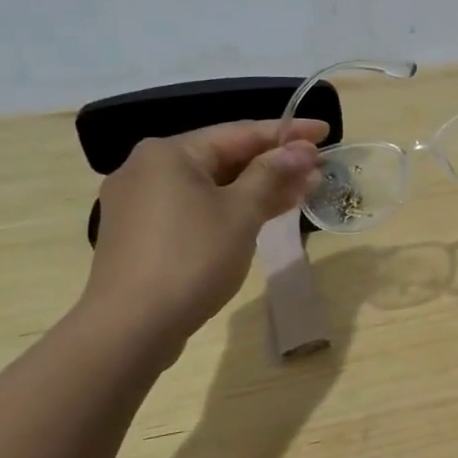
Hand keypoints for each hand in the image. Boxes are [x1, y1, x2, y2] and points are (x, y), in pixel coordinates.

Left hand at [80, 120, 325, 352]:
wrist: (131, 327)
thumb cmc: (192, 258)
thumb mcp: (241, 212)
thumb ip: (272, 174)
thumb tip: (301, 150)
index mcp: (169, 153)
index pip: (240, 132)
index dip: (288, 132)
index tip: (325, 131)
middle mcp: (149, 168)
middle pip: (225, 157)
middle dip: (275, 163)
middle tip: (319, 167)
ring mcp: (142, 202)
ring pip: (213, 184)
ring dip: (260, 187)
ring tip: (304, 190)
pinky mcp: (144, 233)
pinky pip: (198, 206)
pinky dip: (233, 207)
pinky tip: (267, 212)